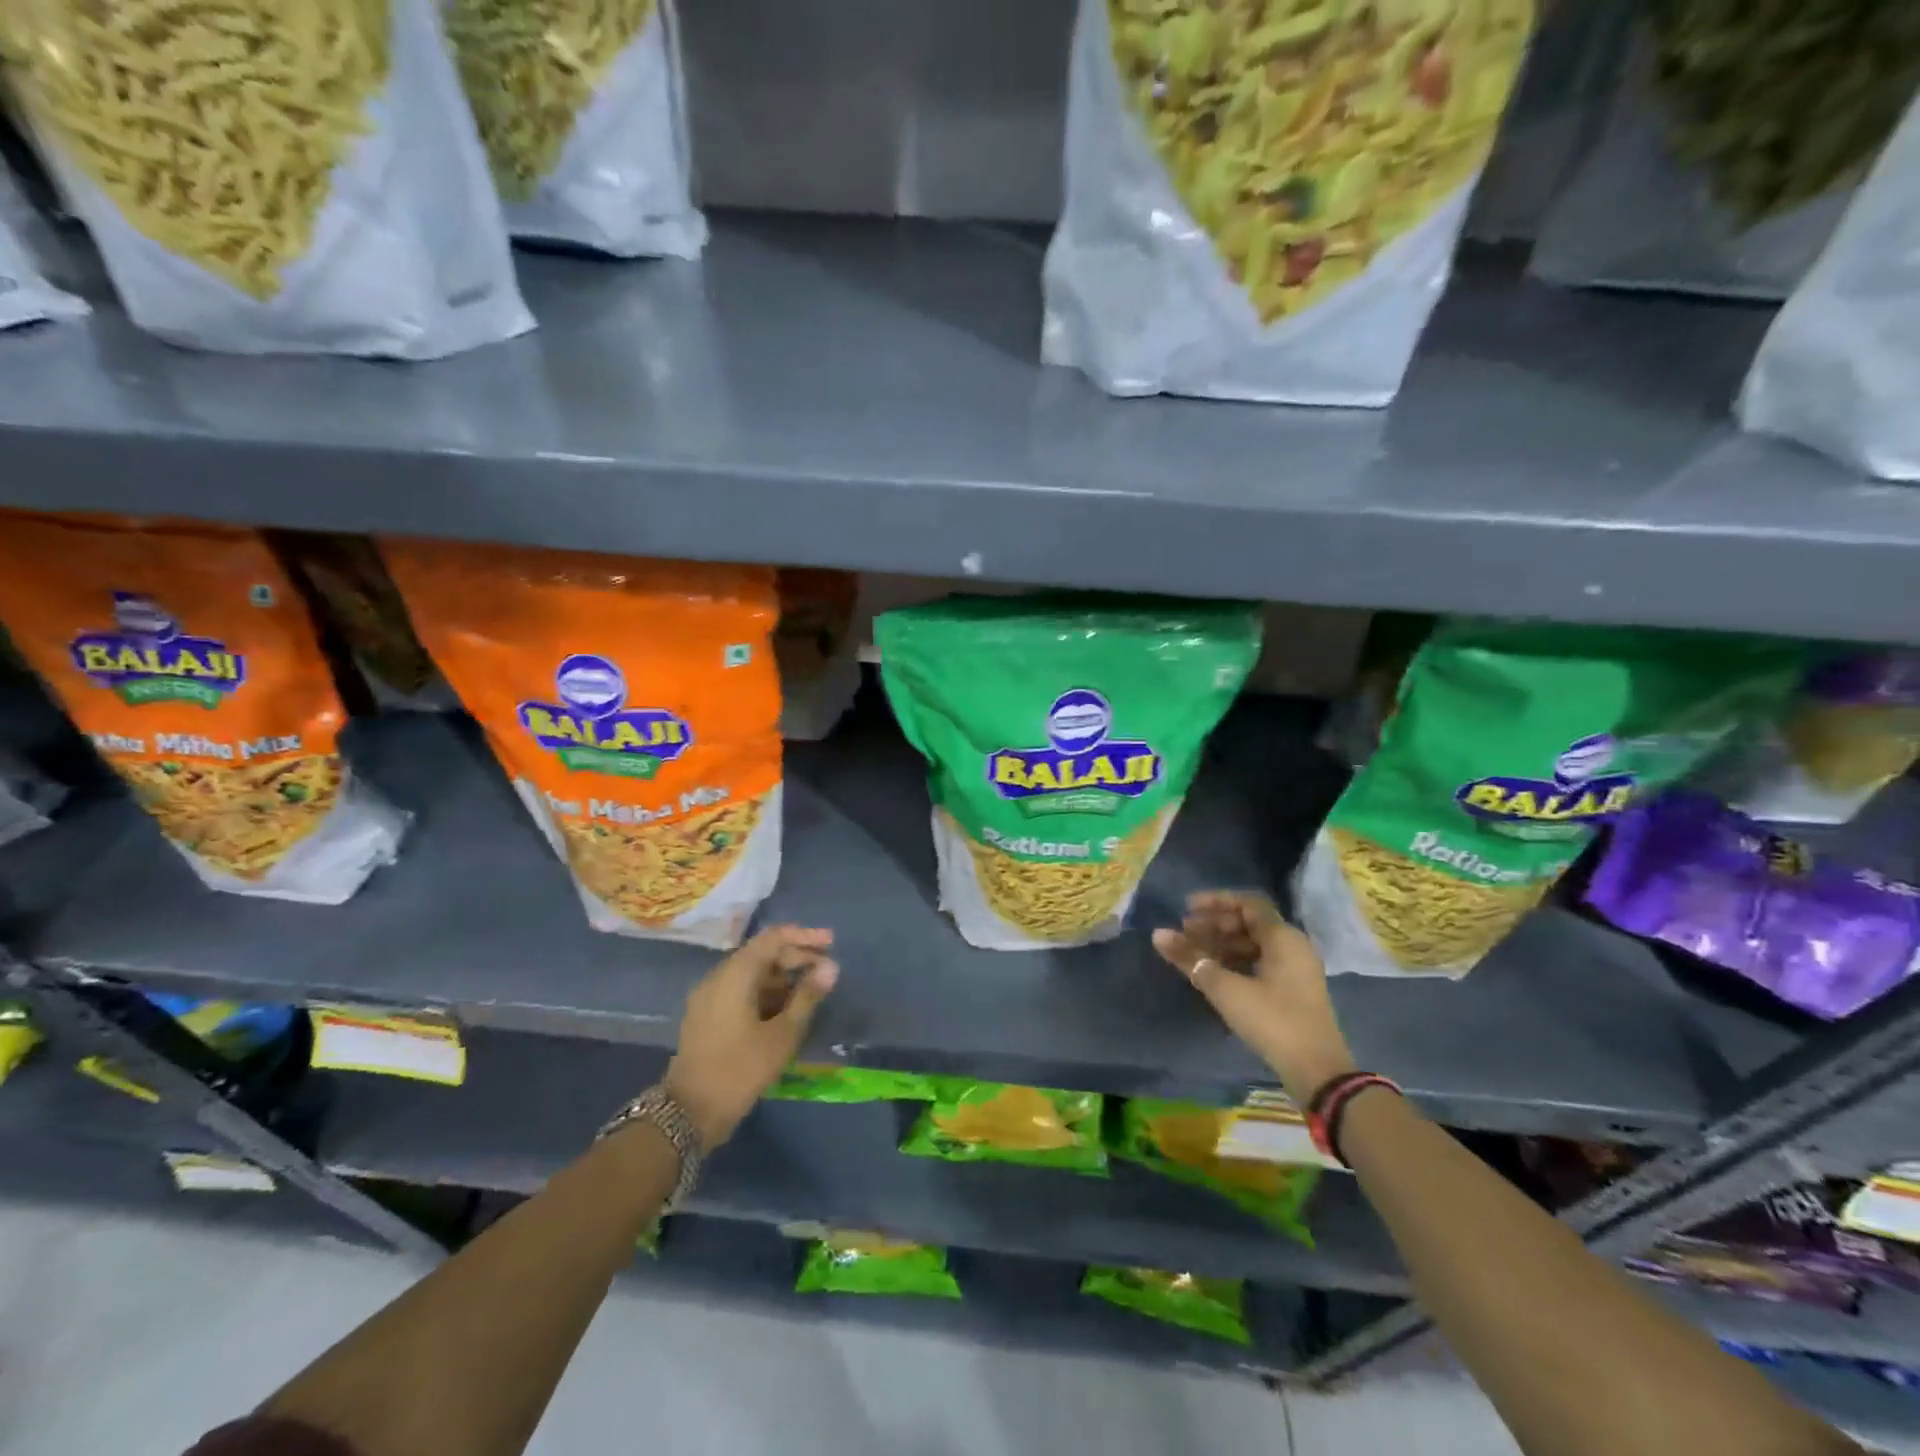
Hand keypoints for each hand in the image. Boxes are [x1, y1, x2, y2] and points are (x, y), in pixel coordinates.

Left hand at [663, 925, 838, 1146]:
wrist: (687, 1114)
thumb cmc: (739, 1070)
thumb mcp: (782, 1035)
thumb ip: (807, 996)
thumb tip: (831, 966)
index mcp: (735, 974)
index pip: (773, 938)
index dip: (804, 937)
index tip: (831, 942)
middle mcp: (718, 977)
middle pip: (762, 954)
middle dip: (796, 959)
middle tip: (826, 971)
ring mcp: (709, 998)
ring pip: (752, 974)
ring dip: (783, 978)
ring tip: (812, 992)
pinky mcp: (708, 1017)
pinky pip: (741, 991)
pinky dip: (766, 994)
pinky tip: (787, 1010)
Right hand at [1152, 891, 1355, 1105]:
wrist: (1317, 1072)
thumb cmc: (1272, 1020)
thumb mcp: (1225, 988)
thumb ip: (1191, 958)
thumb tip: (1158, 934)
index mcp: (1283, 937)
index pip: (1248, 903)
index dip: (1216, 901)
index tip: (1186, 908)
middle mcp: (1294, 946)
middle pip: (1250, 922)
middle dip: (1215, 923)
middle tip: (1185, 931)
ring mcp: (1296, 969)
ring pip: (1255, 943)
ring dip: (1223, 943)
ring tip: (1193, 952)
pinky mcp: (1294, 990)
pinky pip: (1261, 962)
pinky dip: (1236, 960)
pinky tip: (1214, 972)